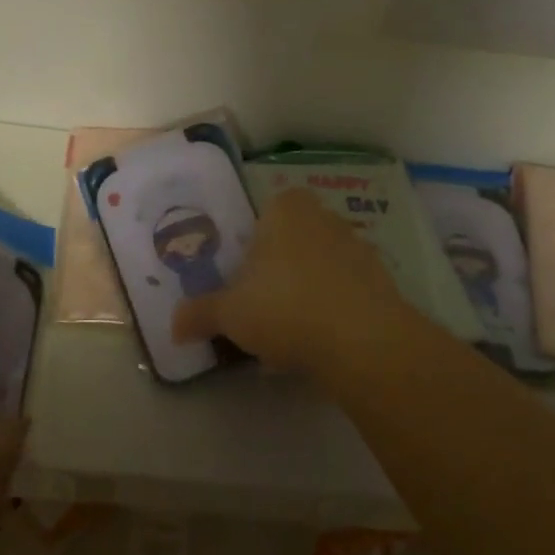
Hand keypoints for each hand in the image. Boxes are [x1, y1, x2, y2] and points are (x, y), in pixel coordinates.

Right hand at [172, 186, 411, 372]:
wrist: (363, 341)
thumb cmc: (284, 307)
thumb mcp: (229, 313)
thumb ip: (199, 314)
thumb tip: (174, 327)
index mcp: (285, 208)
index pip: (261, 217)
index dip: (248, 250)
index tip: (240, 284)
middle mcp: (324, 217)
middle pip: (289, 244)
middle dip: (275, 274)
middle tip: (258, 310)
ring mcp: (357, 248)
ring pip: (317, 269)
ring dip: (302, 295)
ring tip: (286, 337)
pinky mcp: (381, 282)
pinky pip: (343, 293)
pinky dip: (330, 312)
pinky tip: (318, 345)